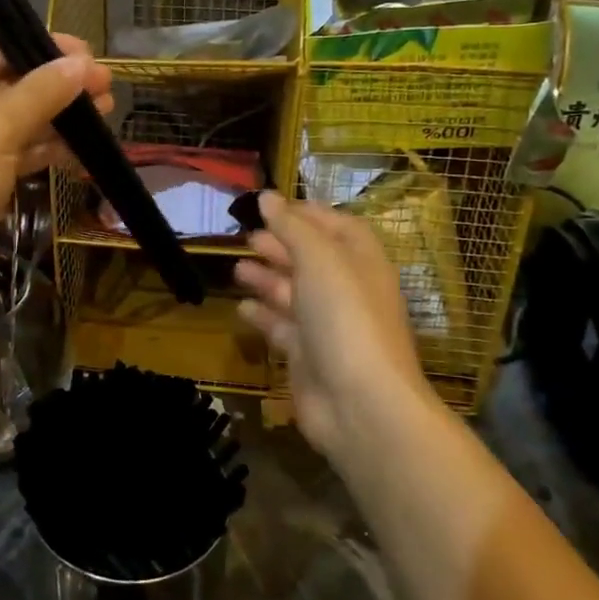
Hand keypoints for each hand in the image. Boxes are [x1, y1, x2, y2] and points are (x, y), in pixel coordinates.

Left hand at [0, 33, 110, 313]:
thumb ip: (41, 93)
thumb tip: (82, 63)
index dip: (47, 51)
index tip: (94, 60)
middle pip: (4, 82)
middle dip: (56, 89)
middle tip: (107, 93)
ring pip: (9, 120)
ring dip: (53, 120)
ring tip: (104, 119)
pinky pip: (5, 151)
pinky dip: (38, 150)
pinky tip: (79, 152)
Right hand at [233, 192, 436, 459]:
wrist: (360, 403)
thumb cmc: (345, 317)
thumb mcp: (319, 259)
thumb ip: (291, 226)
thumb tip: (267, 196)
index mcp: (361, 262)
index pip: (338, 226)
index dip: (307, 213)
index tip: (271, 204)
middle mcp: (347, 290)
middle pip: (312, 259)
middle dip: (280, 245)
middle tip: (246, 237)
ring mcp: (328, 326)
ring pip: (293, 293)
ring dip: (266, 278)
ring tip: (237, 268)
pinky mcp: (308, 357)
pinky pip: (282, 329)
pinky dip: (263, 316)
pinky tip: (242, 308)